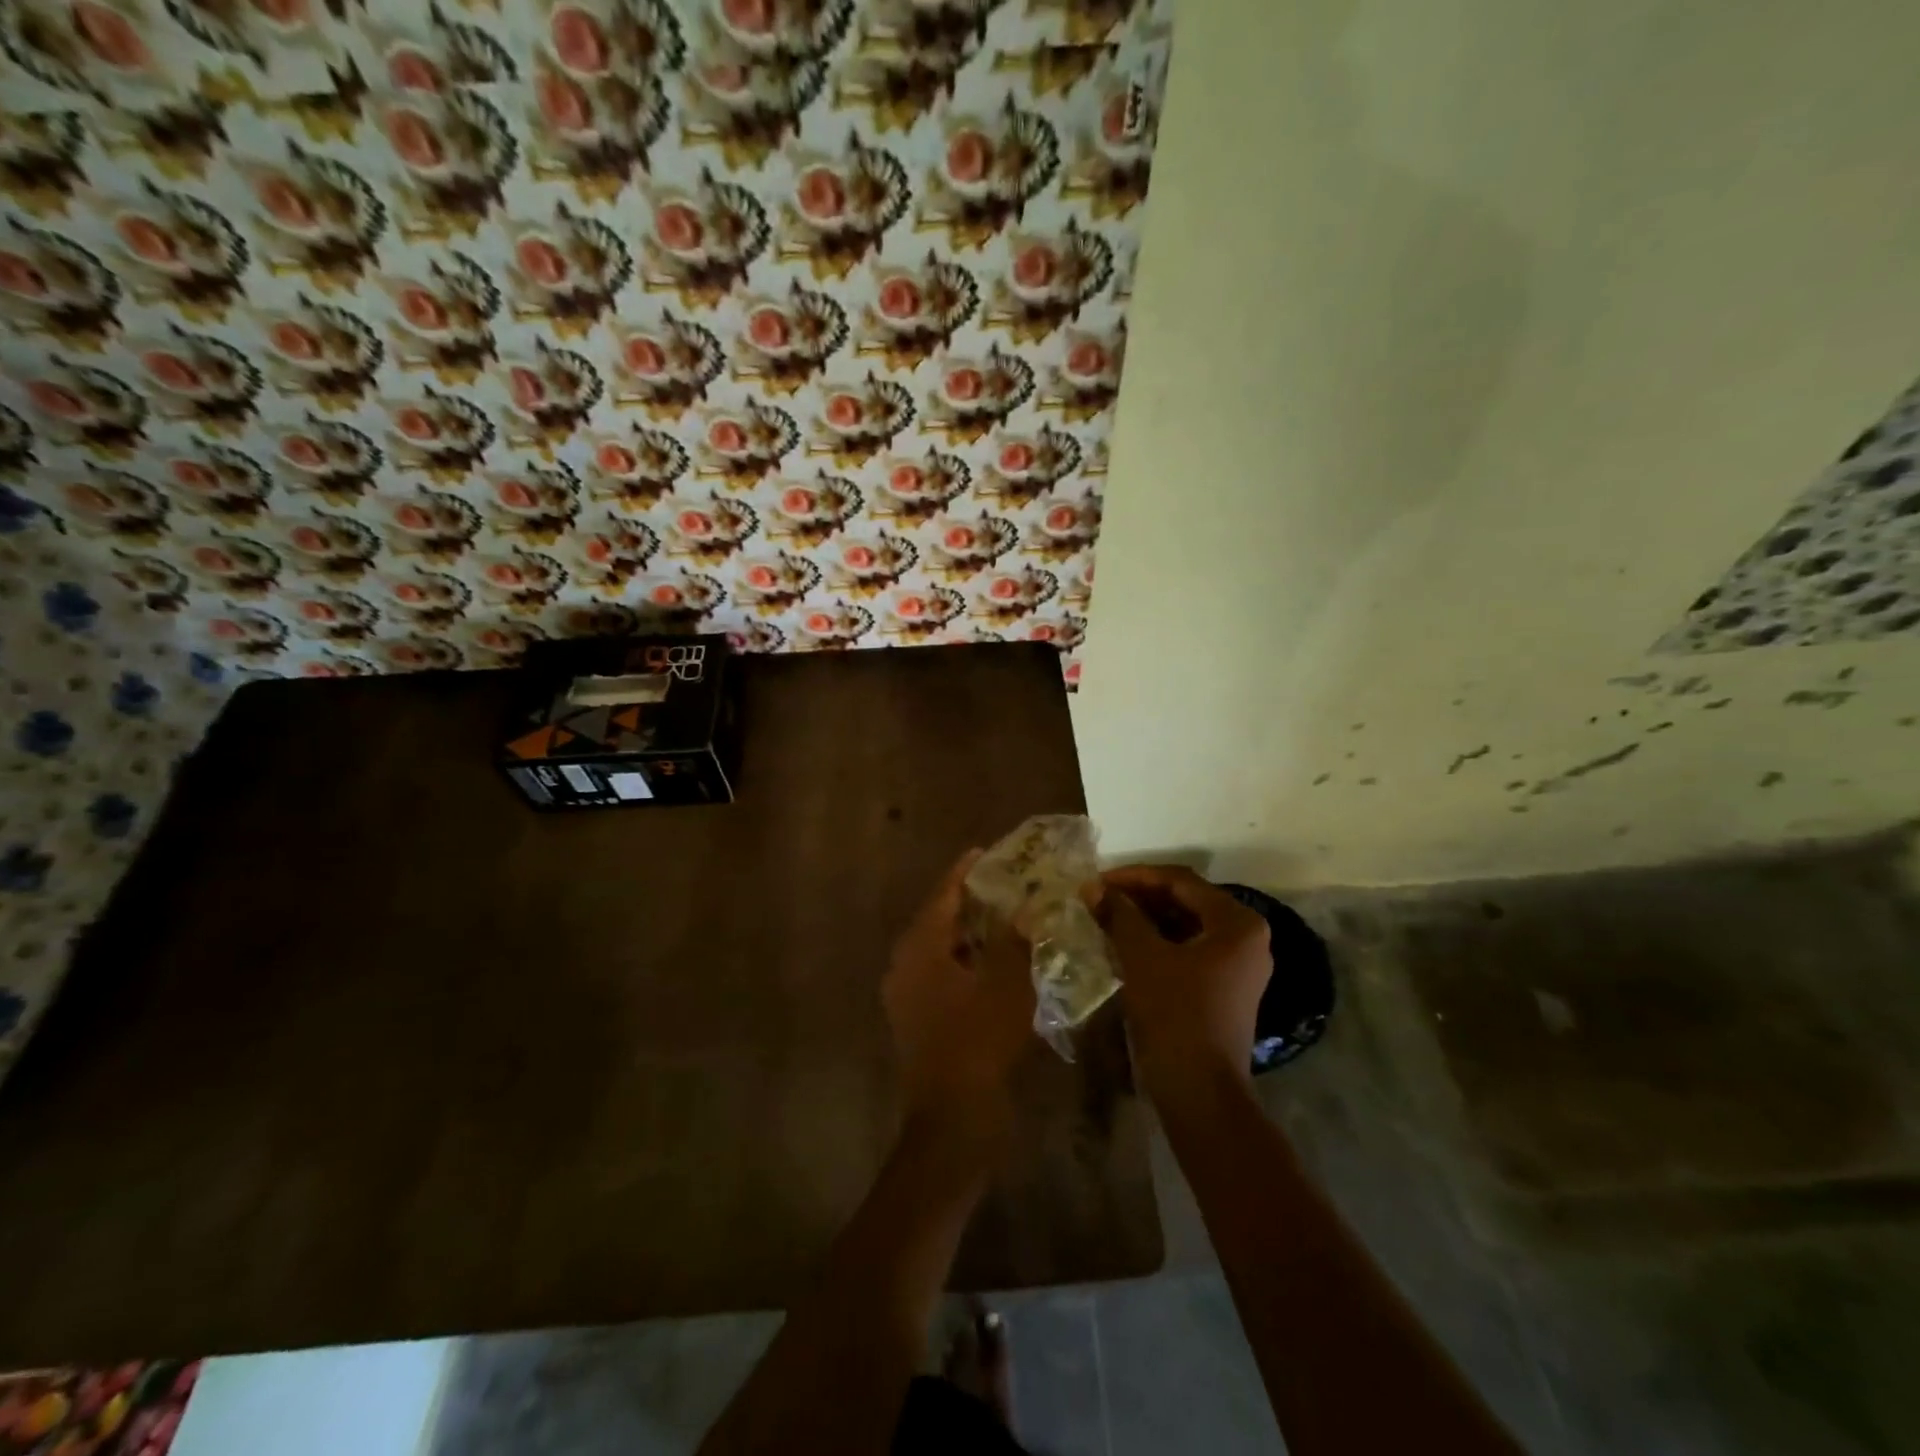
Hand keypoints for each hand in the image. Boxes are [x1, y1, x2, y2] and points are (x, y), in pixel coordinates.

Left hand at [883, 851, 1036, 1140]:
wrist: (952, 1118)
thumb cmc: (979, 1042)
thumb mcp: (1007, 985)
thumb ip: (1016, 940)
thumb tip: (1027, 909)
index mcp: (920, 947)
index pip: (943, 895)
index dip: (964, 871)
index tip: (985, 851)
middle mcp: (905, 964)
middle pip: (938, 919)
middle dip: (969, 901)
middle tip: (1002, 883)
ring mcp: (907, 994)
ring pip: (939, 948)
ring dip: (968, 933)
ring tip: (1003, 917)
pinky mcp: (916, 1018)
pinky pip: (940, 973)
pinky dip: (964, 960)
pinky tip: (992, 963)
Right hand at [1099, 865, 1271, 1105]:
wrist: (1200, 1092)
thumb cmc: (1175, 1014)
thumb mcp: (1142, 957)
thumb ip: (1119, 915)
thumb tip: (1092, 886)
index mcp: (1237, 923)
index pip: (1180, 882)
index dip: (1135, 877)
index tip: (1097, 881)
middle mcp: (1247, 938)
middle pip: (1186, 901)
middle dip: (1140, 897)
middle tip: (1100, 899)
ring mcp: (1239, 966)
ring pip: (1186, 926)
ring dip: (1147, 919)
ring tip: (1108, 919)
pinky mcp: (1227, 989)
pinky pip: (1189, 950)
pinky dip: (1158, 943)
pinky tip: (1126, 945)